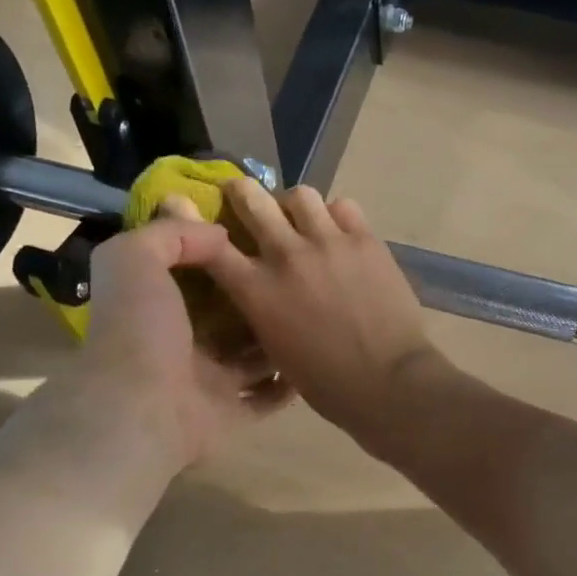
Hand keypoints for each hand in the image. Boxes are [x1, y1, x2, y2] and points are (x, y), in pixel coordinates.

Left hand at [33, 208, 288, 469]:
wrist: (144, 410)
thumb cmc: (140, 330)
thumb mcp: (136, 258)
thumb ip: (171, 234)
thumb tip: (219, 235)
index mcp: (157, 307)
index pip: (193, 274)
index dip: (220, 256)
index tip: (259, 237)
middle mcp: (181, 344)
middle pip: (228, 316)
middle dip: (259, 298)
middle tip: (299, 275)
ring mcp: (207, 383)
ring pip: (251, 357)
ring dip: (277, 339)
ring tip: (314, 313)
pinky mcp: (230, 414)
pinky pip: (265, 398)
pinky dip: (286, 383)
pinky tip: (312, 358)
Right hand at [199, 179, 450, 450]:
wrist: (387, 380)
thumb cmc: (326, 382)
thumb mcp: (274, 347)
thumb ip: (260, 307)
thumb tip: (257, 286)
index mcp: (257, 290)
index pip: (211, 244)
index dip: (192, 221)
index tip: (189, 211)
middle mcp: (286, 256)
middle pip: (251, 199)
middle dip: (242, 193)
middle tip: (245, 198)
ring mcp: (328, 243)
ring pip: (300, 195)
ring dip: (293, 204)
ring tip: (301, 218)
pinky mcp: (366, 240)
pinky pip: (343, 206)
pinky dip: (336, 215)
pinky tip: (339, 232)